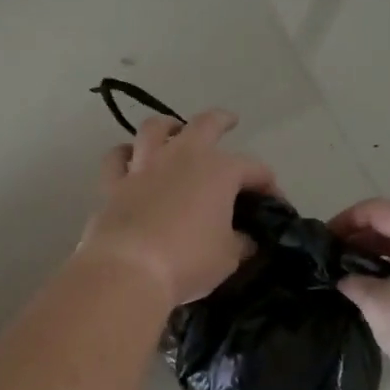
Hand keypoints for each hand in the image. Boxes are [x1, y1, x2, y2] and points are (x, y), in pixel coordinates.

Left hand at [79, 112, 276, 305]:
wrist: (130, 269)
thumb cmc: (188, 261)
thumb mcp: (228, 257)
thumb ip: (240, 242)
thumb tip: (244, 239)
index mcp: (219, 171)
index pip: (254, 169)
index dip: (268, 184)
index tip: (274, 204)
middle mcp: (182, 157)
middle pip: (205, 125)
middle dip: (221, 121)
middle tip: (229, 121)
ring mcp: (145, 167)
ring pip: (155, 129)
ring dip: (168, 126)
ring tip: (174, 129)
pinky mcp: (114, 184)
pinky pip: (117, 159)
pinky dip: (124, 155)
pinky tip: (128, 158)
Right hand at [328, 198, 389, 389]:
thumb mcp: (379, 304)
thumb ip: (355, 283)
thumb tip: (347, 279)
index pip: (378, 209)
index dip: (346, 220)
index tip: (323, 242)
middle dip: (361, 238)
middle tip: (334, 261)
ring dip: (379, 257)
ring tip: (352, 279)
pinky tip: (382, 295)